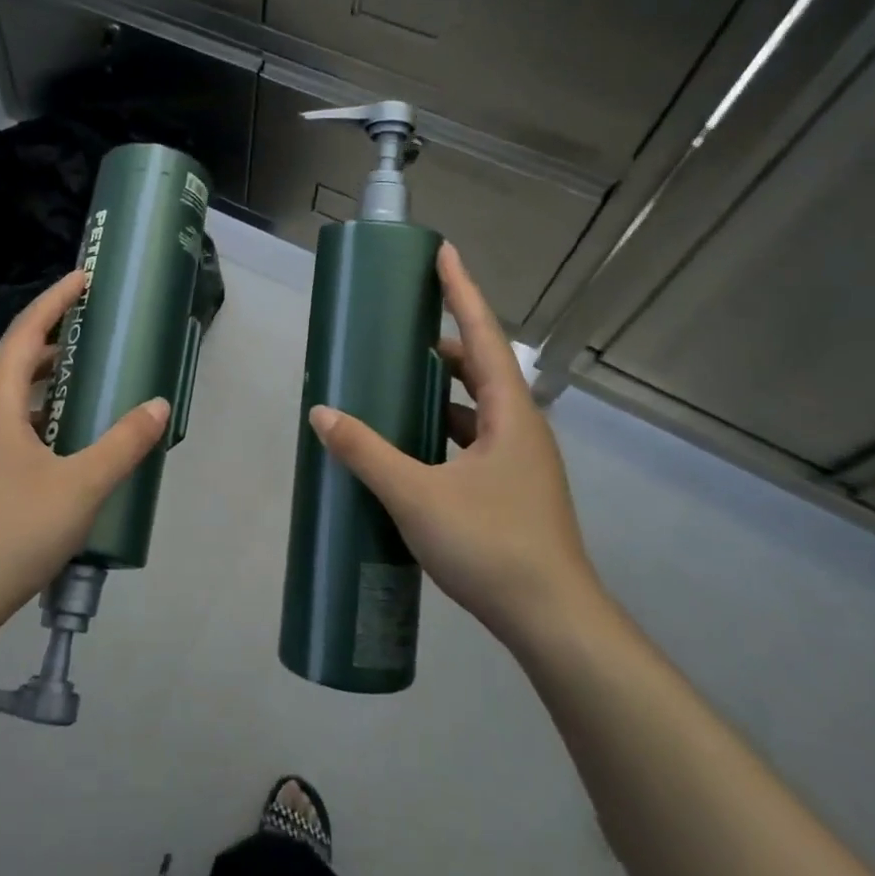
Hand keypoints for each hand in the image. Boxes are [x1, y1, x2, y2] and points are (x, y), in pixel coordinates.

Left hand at [0, 269, 169, 652]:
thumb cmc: (12, 532)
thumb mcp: (81, 487)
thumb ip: (123, 443)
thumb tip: (157, 406)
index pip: (25, 332)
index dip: (55, 301)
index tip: (82, 278)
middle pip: (12, 365)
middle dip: (53, 348)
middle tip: (93, 342)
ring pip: (3, 403)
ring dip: (41, 391)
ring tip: (81, 396)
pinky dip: (27, 424)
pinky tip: (52, 454)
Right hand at [309, 243, 600, 642]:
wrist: (553, 623)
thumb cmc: (491, 546)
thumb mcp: (417, 495)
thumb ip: (366, 452)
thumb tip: (321, 413)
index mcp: (510, 414)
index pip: (484, 334)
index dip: (462, 291)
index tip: (443, 252)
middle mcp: (521, 429)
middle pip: (482, 368)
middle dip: (443, 343)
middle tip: (400, 331)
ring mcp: (520, 462)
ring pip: (478, 408)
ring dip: (442, 391)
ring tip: (398, 384)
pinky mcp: (512, 491)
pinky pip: (474, 441)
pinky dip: (444, 430)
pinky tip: (413, 447)